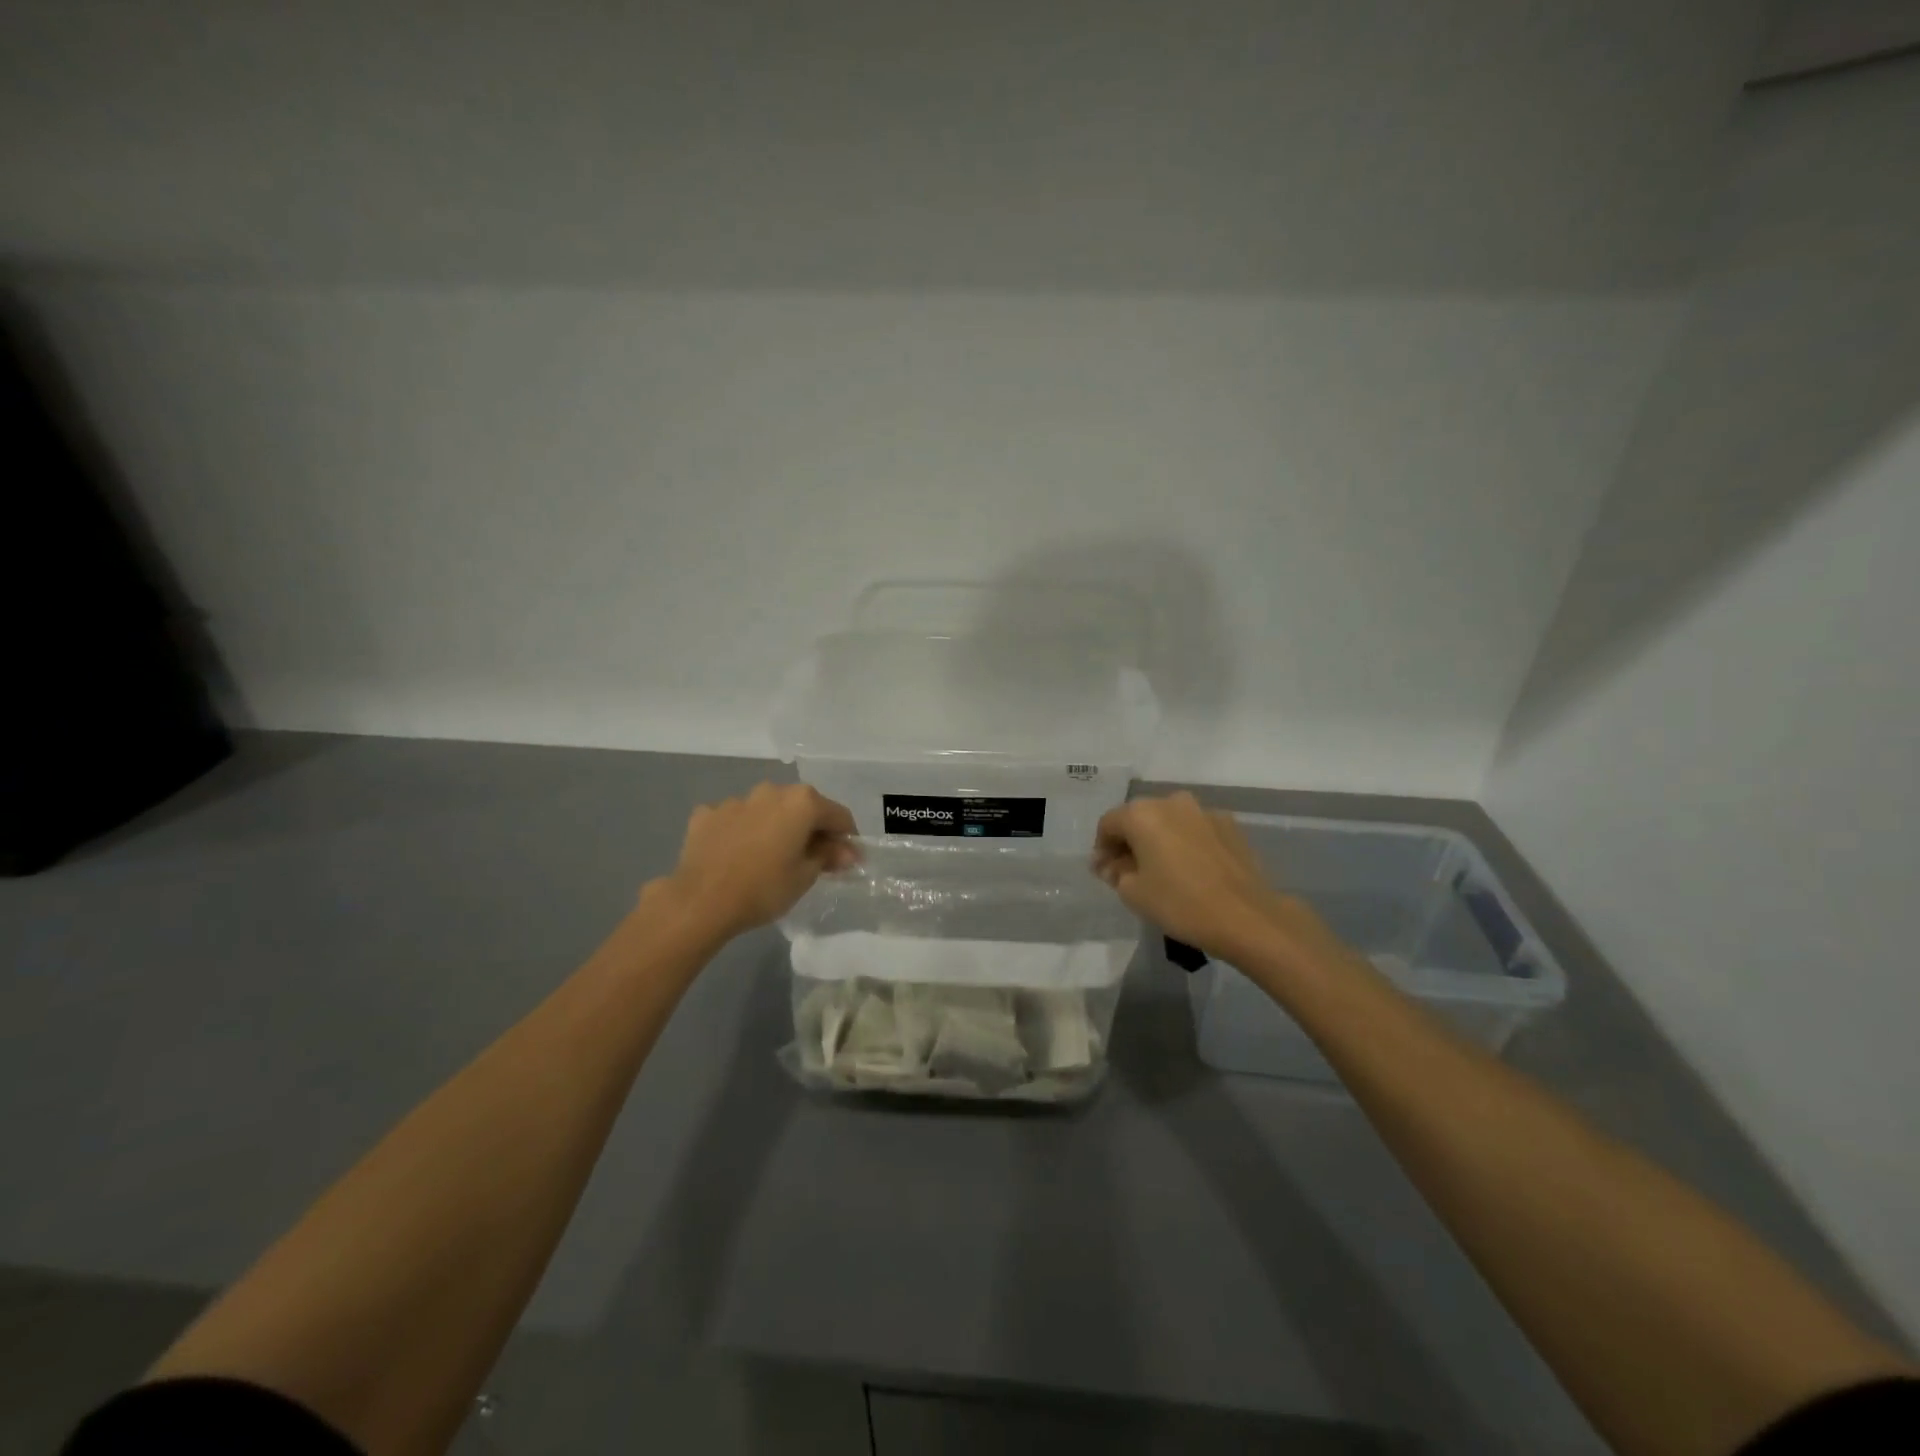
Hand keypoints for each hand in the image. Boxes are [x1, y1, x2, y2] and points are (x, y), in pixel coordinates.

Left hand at [659, 783, 858, 940]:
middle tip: (812, 859)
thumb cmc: (763, 888)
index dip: (847, 837)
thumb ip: (829, 856)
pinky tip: (737, 854)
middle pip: (802, 807)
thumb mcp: (805, 876)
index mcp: (801, 802)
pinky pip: (735, 819)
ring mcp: (736, 800)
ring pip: (766, 810)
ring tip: (770, 857)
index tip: (846, 859)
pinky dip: (742, 831)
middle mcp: (771, 791)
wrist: (700, 901)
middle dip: (811, 829)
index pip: (838, 815)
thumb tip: (848, 852)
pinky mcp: (707, 814)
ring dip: (775, 827)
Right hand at [1093, 793, 1288, 958]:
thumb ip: (1116, 872)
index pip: (1109, 824)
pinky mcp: (1230, 825)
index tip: (1103, 873)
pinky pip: (1195, 829)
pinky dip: (1186, 843)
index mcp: (1142, 814)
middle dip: (1130, 841)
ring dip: (1159, 839)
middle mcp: (1171, 802)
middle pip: (1139, 817)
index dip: (1102, 848)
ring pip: (1169, 821)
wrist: (1246, 916)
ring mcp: (1204, 811)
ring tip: (1161, 869)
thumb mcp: (1133, 893)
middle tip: (1128, 871)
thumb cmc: (1180, 903)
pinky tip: (1191, 869)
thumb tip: (1113, 865)